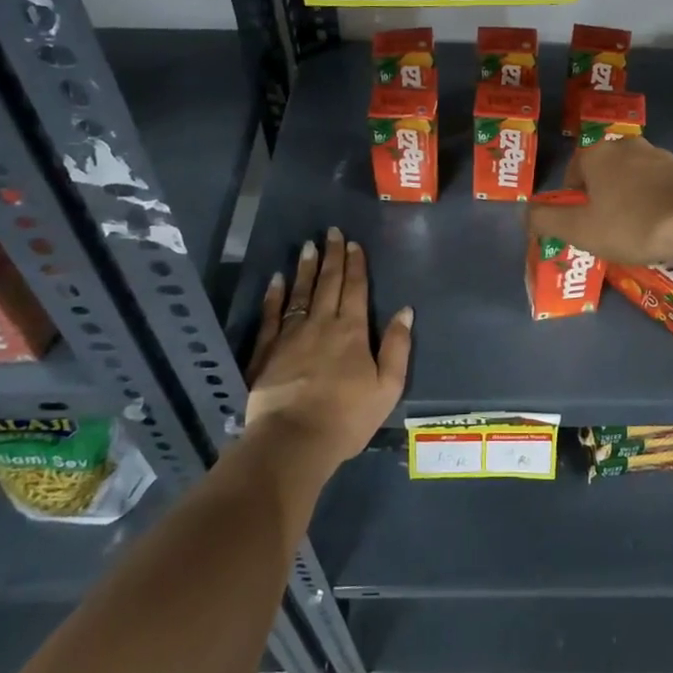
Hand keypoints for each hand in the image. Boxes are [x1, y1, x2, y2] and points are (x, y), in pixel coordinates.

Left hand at [245, 228, 410, 474]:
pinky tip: (276, 279)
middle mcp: (322, 324)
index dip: (356, 265)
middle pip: (329, 283)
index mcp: (352, 331)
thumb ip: (397, 347)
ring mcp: (291, 335)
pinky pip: (272, 315)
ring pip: (300, 292)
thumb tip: (405, 311)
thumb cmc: (347, 417)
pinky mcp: (267, 350)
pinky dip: (274, 295)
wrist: (293, 440)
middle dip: (332, 256)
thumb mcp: (387, 387)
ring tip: (308, 246)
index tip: (353, 243)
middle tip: (332, 232)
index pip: (356, 289)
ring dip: (306, 268)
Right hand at [526, 136, 672, 267]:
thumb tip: (525, 213)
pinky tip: (660, 225)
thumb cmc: (631, 225)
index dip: (572, 196)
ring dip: (629, 197)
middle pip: (604, 170)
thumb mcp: (580, 230)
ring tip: (633, 228)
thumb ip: (546, 220)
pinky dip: (654, 201)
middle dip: (601, 195)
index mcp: (598, 154)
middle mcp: (628, 146)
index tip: (580, 221)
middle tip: (604, 226)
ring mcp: (661, 156)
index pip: (574, 169)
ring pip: (633, 176)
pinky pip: (659, 185)